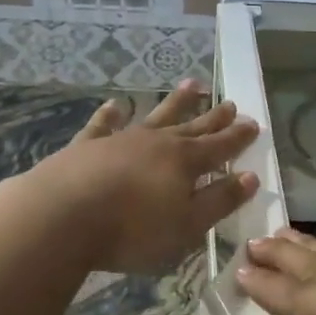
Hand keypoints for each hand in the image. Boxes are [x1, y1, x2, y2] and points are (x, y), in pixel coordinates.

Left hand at [33, 82, 259, 272]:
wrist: (61, 217)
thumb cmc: (132, 229)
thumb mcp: (187, 225)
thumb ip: (219, 200)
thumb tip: (250, 176)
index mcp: (185, 162)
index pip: (220, 146)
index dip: (238, 137)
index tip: (254, 123)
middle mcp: (157, 143)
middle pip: (192, 127)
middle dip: (214, 117)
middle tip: (230, 102)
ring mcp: (121, 140)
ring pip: (155, 115)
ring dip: (175, 102)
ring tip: (192, 84)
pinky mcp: (87, 146)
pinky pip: (104, 124)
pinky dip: (112, 114)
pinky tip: (116, 104)